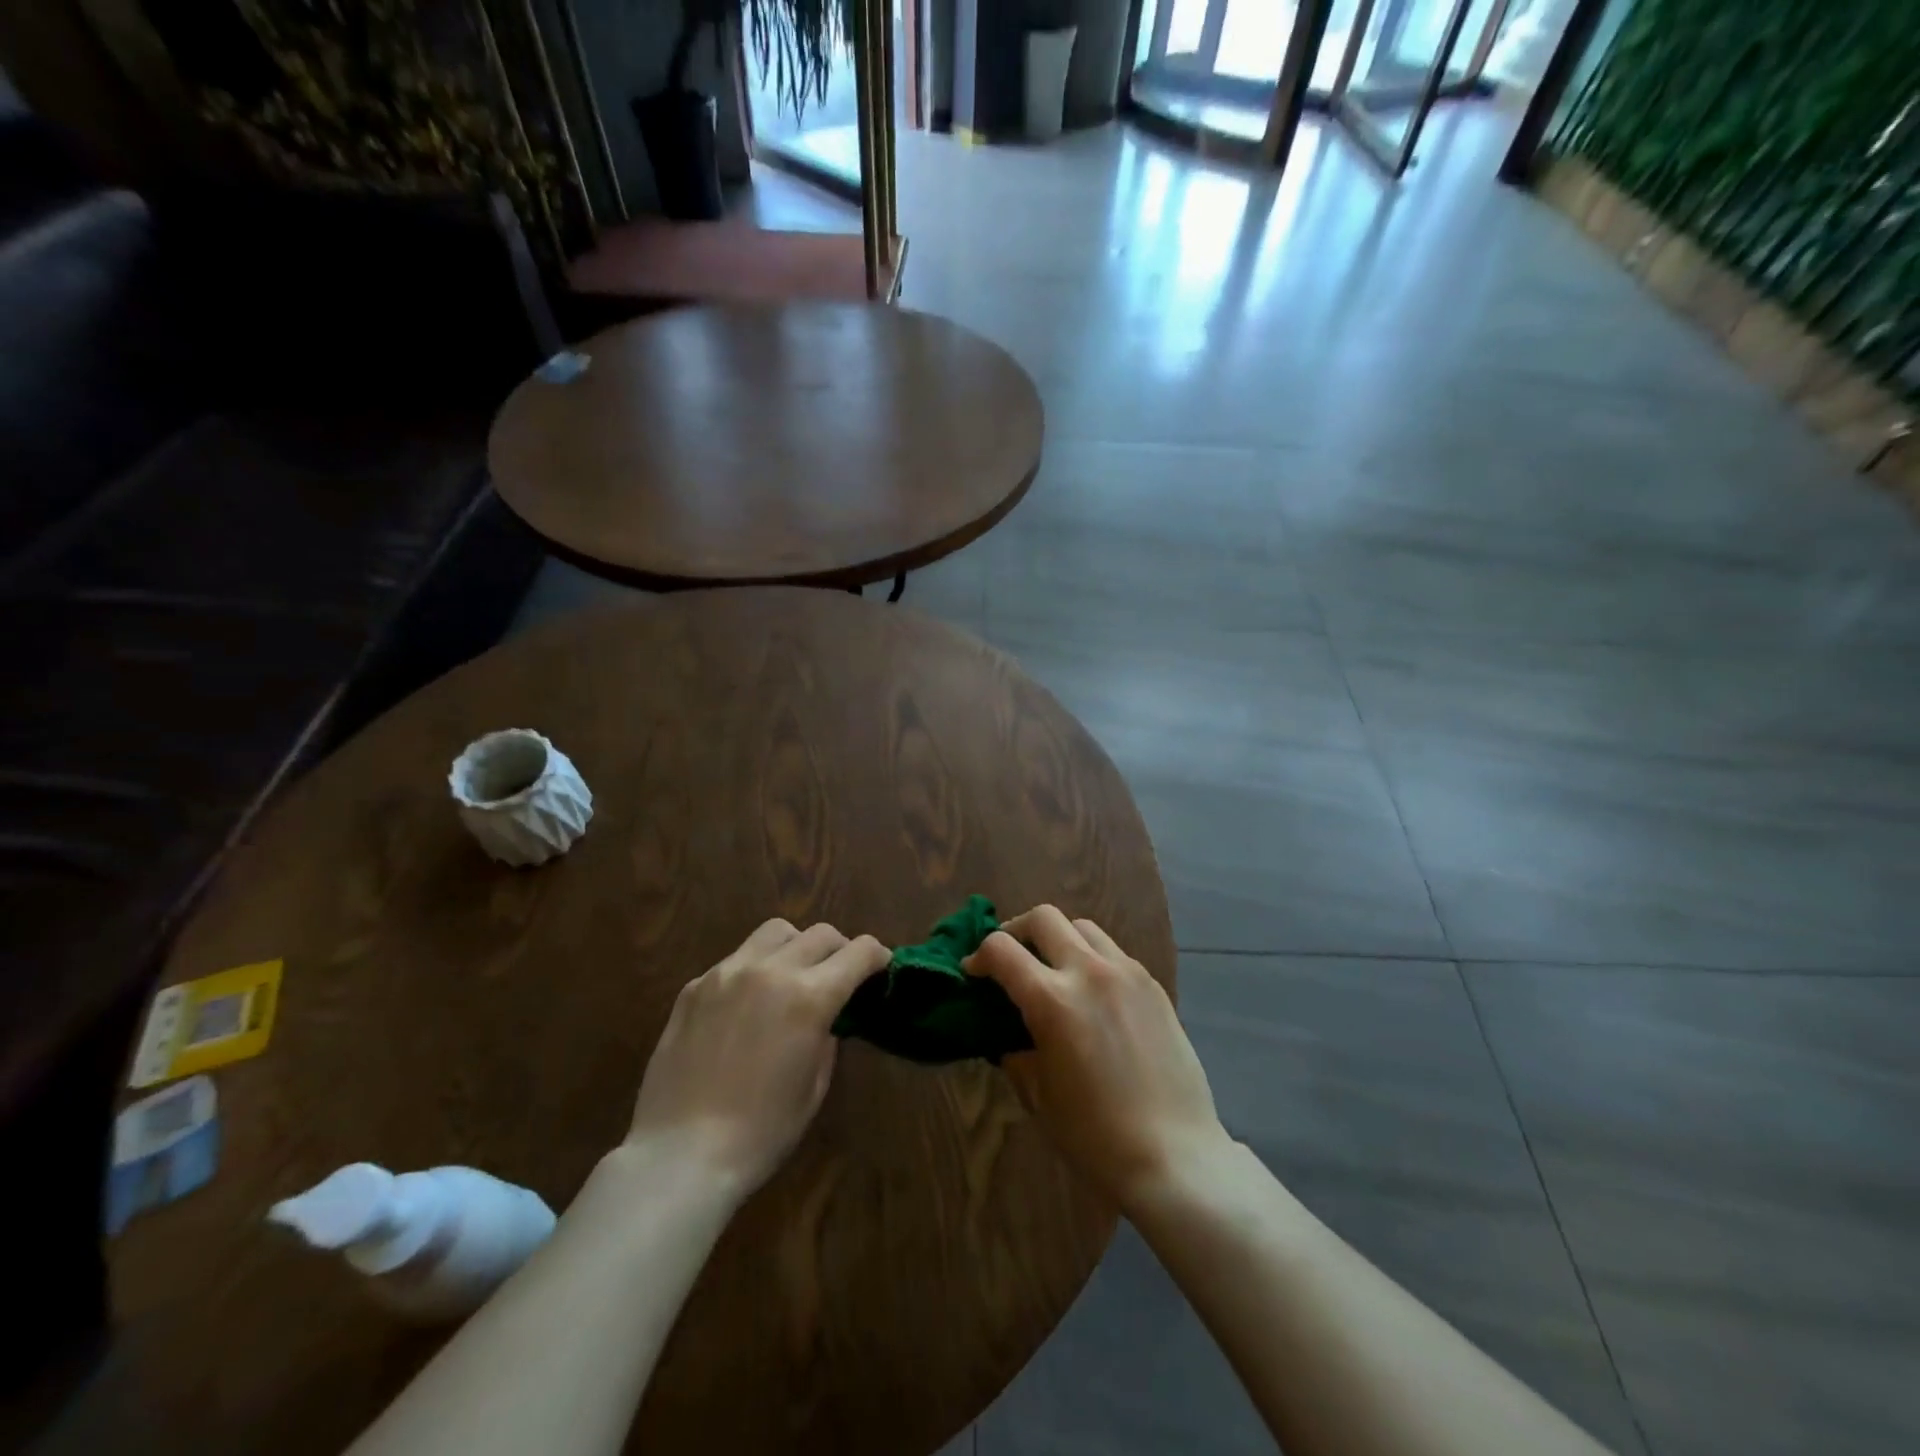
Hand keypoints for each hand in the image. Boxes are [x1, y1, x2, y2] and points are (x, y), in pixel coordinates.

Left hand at [626, 919, 888, 1198]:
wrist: (680, 1155)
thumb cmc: (761, 1133)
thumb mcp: (814, 1087)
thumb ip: (827, 1038)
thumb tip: (826, 1017)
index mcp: (809, 997)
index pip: (859, 952)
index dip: (877, 956)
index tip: (881, 967)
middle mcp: (770, 971)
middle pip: (820, 933)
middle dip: (840, 949)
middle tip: (839, 975)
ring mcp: (727, 973)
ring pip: (775, 932)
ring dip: (795, 946)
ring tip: (791, 976)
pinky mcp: (694, 987)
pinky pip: (735, 960)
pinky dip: (753, 970)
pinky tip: (745, 1007)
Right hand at [966, 906, 1230, 1211]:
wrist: (1174, 1155)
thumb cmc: (1095, 1135)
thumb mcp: (1038, 1095)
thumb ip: (1016, 1051)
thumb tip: (1007, 1032)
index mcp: (1053, 1000)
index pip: (1001, 949)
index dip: (979, 956)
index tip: (974, 973)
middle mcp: (1089, 972)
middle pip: (1043, 917)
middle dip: (1016, 931)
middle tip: (1010, 959)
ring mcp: (1126, 973)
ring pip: (1082, 927)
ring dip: (1058, 938)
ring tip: (1053, 969)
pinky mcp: (1153, 985)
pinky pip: (1113, 952)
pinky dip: (1091, 958)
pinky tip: (1092, 993)